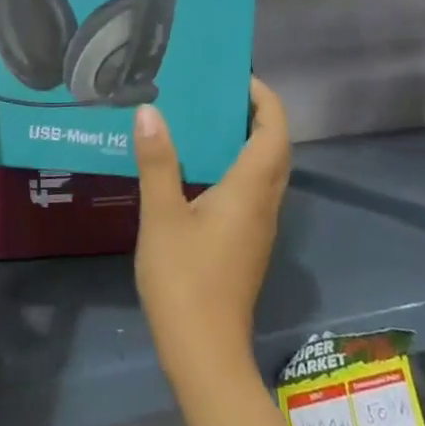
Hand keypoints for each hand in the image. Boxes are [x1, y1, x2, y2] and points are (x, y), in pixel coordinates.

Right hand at [132, 78, 290, 386]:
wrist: (203, 349)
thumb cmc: (184, 279)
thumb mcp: (162, 216)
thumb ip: (157, 162)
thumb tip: (150, 111)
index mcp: (250, 192)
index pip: (274, 134)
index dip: (266, 101)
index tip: (239, 76)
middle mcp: (263, 206)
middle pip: (274, 151)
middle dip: (256, 116)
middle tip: (217, 92)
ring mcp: (257, 228)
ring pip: (263, 173)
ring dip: (245, 142)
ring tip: (203, 120)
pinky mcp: (244, 245)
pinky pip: (248, 192)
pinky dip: (232, 167)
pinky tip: (194, 170)